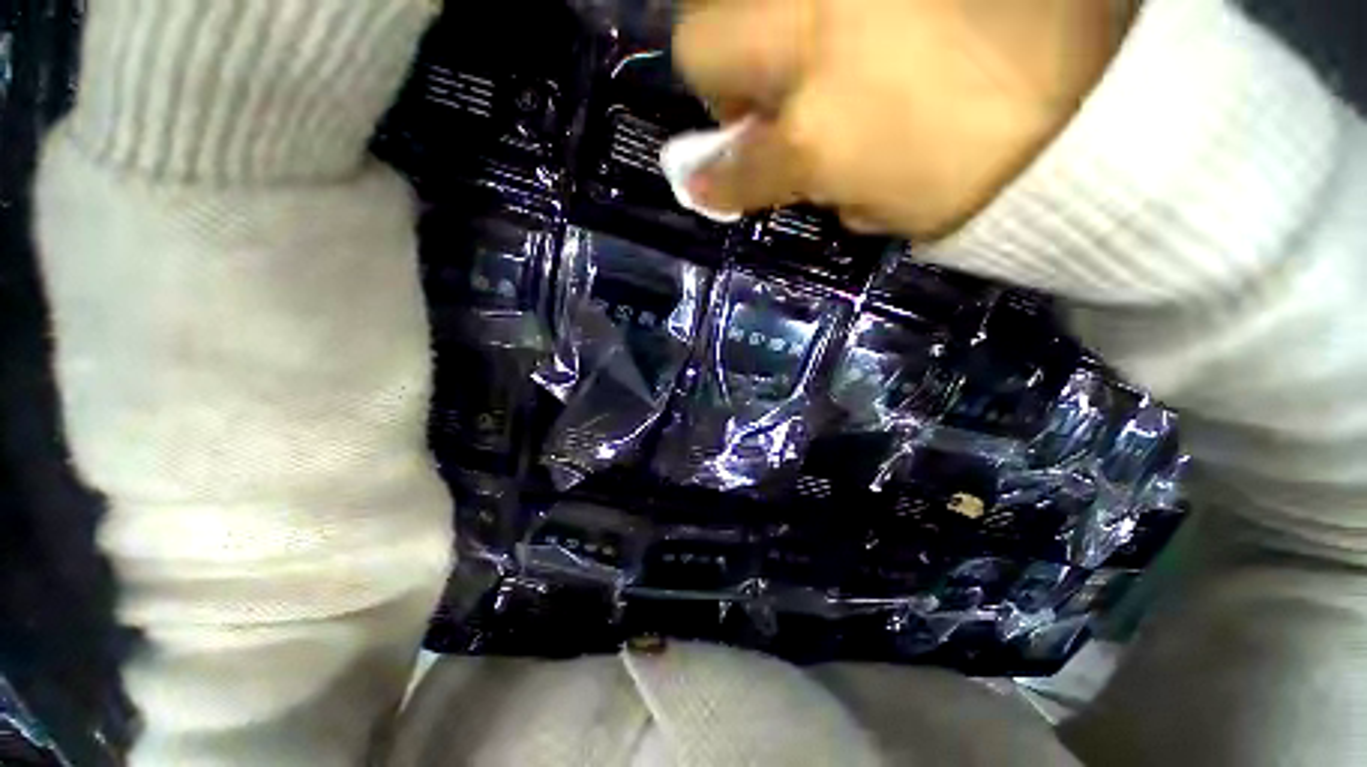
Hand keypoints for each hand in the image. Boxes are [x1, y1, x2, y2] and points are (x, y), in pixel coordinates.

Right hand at [674, 0, 1135, 237]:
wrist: (1107, 107)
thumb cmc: (981, 178)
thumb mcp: (871, 206)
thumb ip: (802, 181)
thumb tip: (758, 161)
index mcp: (814, 133)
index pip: (730, 164)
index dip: (716, 178)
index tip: (711, 180)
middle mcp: (816, 34)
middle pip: (701, 37)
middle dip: (719, 75)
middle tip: (763, 91)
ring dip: (759, 25)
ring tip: (811, 48)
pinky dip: (823, 13)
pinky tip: (859, 31)